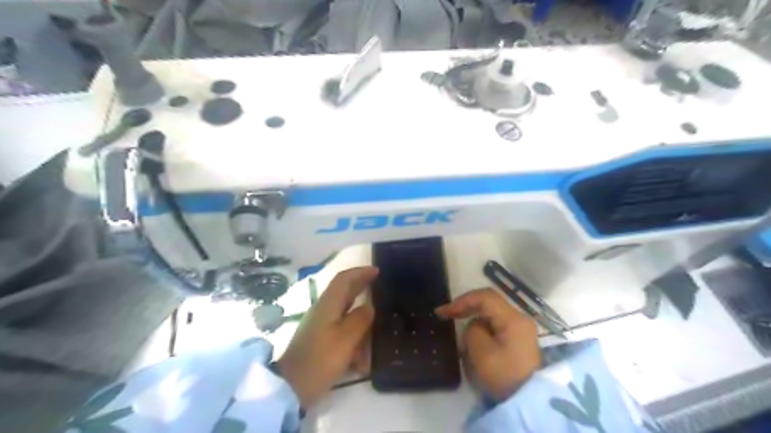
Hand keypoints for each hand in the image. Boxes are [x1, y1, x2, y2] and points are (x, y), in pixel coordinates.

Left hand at [279, 267, 377, 408]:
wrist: (292, 387)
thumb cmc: (321, 359)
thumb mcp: (346, 338)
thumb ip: (360, 319)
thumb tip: (369, 306)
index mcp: (328, 304)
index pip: (344, 279)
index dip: (360, 272)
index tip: (377, 271)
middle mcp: (323, 311)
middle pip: (344, 292)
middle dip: (361, 287)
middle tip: (380, 286)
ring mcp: (321, 326)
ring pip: (345, 313)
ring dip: (360, 316)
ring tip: (376, 321)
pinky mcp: (321, 341)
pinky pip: (342, 331)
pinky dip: (354, 336)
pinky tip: (363, 353)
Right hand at [437, 288, 537, 401]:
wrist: (527, 402)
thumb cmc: (503, 376)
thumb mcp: (480, 352)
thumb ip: (472, 329)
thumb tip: (474, 326)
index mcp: (513, 318)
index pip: (484, 297)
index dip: (462, 300)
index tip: (443, 312)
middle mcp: (519, 317)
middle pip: (489, 303)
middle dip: (466, 307)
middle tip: (446, 315)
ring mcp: (521, 328)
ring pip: (491, 314)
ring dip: (474, 321)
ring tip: (462, 338)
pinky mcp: (518, 338)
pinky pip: (496, 325)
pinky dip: (482, 329)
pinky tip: (474, 343)